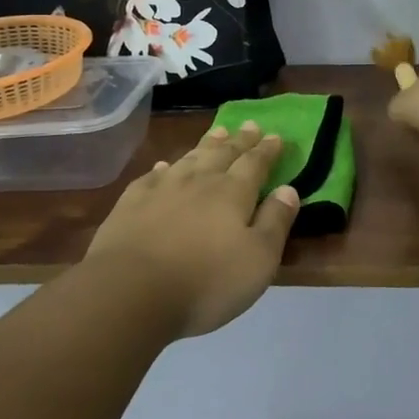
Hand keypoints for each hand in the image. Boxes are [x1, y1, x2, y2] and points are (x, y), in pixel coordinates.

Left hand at [82, 121, 298, 338]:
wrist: (129, 293)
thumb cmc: (205, 282)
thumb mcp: (259, 260)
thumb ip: (276, 222)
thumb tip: (289, 189)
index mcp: (233, 193)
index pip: (256, 163)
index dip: (268, 150)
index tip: (276, 136)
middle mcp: (199, 182)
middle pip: (223, 154)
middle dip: (239, 140)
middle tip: (249, 125)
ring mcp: (161, 190)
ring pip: (189, 159)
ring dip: (206, 145)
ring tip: (217, 133)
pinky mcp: (130, 205)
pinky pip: (152, 177)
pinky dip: (163, 168)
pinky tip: (164, 167)